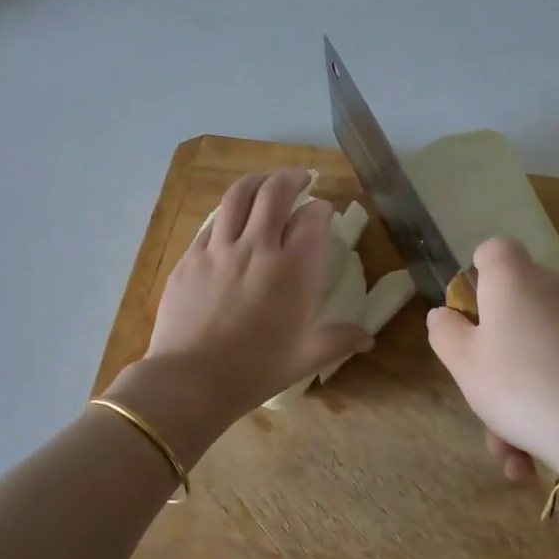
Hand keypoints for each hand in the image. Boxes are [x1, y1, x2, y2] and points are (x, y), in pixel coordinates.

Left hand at [133, 169, 370, 430]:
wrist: (190, 380)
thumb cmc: (254, 371)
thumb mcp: (305, 358)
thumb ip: (338, 340)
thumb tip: (368, 339)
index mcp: (292, 270)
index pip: (312, 220)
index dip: (322, 210)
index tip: (325, 212)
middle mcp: (257, 247)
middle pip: (275, 192)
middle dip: (292, 178)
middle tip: (301, 178)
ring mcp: (218, 249)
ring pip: (238, 196)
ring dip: (257, 180)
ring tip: (266, 180)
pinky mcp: (190, 258)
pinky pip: (211, 222)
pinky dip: (227, 212)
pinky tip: (230, 218)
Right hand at [426, 237, 558, 475]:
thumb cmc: (517, 384)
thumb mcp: (463, 362)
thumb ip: (445, 332)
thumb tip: (444, 314)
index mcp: (514, 279)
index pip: (493, 250)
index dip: (475, 275)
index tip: (466, 315)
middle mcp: (554, 289)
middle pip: (512, 307)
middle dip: (491, 356)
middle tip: (480, 397)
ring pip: (534, 353)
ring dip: (514, 401)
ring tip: (509, 454)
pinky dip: (544, 409)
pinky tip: (533, 459)